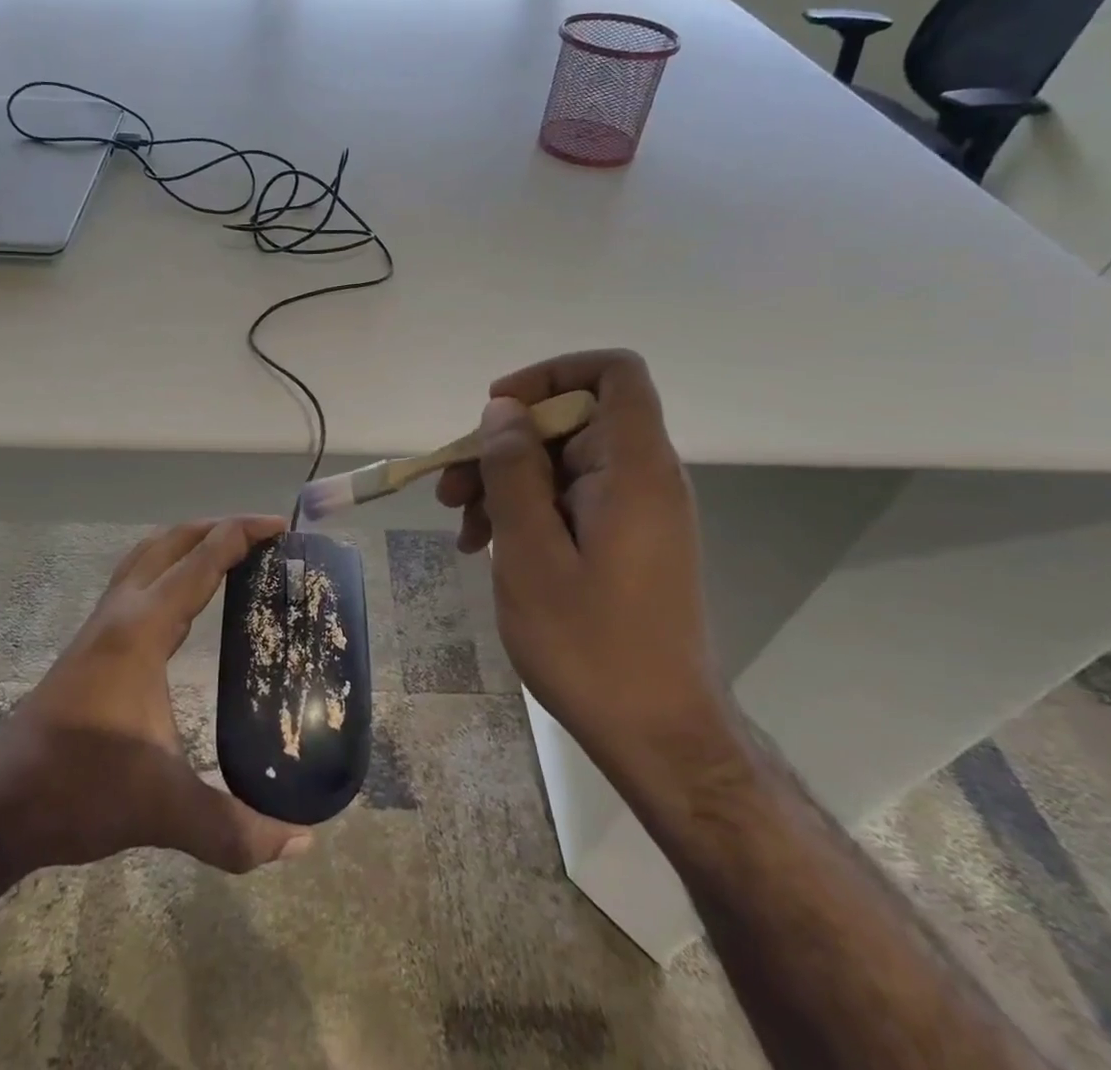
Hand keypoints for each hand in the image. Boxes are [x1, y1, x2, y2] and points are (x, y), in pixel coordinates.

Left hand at [0, 516, 312, 881]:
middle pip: (172, 542)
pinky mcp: (91, 642)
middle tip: (266, 535)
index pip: (200, 561)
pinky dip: (169, 567)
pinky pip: (137, 579)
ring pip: (148, 555)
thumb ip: (234, 829)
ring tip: (231, 552)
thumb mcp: (163, 810)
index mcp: (142, 629)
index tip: (281, 527)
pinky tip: (186, 598)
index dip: (242, 534)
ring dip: (190, 542)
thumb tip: (302, 840)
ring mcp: (101, 624)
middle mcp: (121, 612)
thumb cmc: (79, 790)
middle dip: (220, 527)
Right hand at [435, 351, 730, 776]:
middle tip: (451, 489)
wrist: (659, 736)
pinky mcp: (623, 541)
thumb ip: (514, 472)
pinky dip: (525, 512)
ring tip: (463, 528)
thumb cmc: (592, 646)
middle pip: (570, 420)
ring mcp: (634, 511)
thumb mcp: (532, 554)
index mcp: (634, 469)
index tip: (497, 410)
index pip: (612, 372)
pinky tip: (487, 548)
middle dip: (503, 445)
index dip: (551, 373)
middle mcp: (642, 478)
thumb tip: (502, 411)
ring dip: (504, 483)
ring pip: (560, 463)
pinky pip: (568, 501)